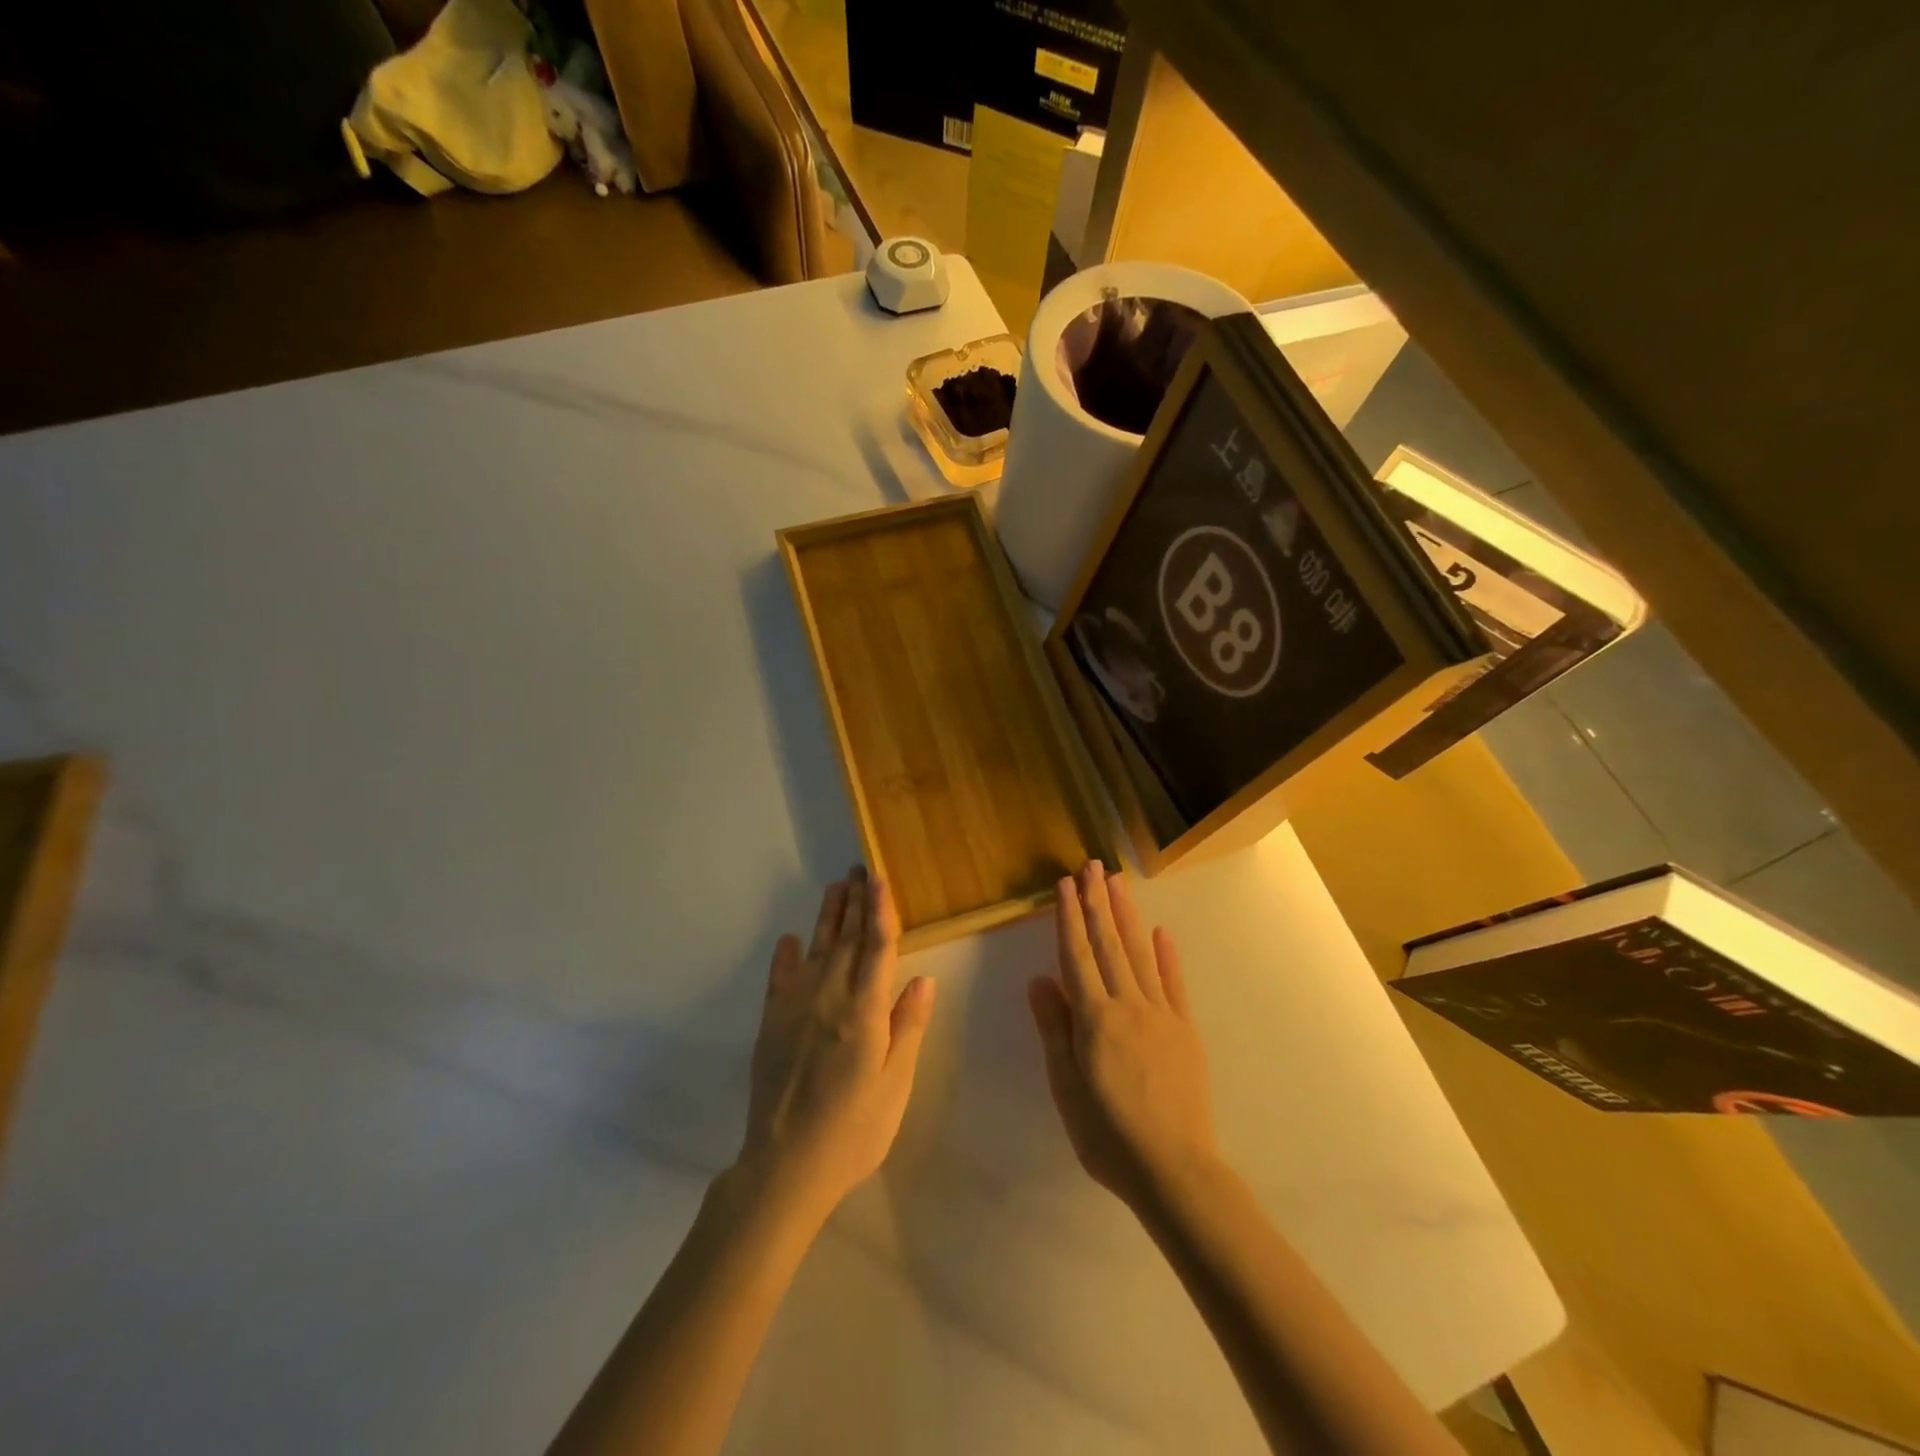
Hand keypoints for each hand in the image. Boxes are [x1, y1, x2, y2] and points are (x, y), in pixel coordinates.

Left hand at [736, 867, 935, 1221]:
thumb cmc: (853, 1130)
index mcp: (864, 1011)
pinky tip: (789, 939)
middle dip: (855, 902)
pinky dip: (785, 955)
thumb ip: (907, 1027)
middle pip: (846, 939)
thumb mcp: (894, 1085)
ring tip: (835, 887)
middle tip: (860, 869)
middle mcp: (830, 997)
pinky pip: (780, 977)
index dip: (880, 909)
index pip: (877, 947)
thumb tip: (922, 979)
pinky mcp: (772, 1023)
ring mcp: (796, 1007)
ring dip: (827, 916)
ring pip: (816, 949)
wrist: (785, 1166)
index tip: (880, 877)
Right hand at [1028, 862, 1217, 1213]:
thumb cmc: (1108, 1134)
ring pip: (1139, 954)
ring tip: (1118, 883)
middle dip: (1098, 902)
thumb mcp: (1066, 1086)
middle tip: (1092, 865)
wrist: (1174, 1170)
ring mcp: (1161, 1014)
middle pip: (1109, 944)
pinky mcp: (1185, 1030)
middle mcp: (1127, 1004)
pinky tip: (1161, 932)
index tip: (1065, 884)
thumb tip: (1039, 979)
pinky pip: (1173, 984)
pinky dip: (1166, 955)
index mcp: (1094, 1018)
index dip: (1069, 918)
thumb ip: (1055, 1029)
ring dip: (1126, 916)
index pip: (1076, 955)